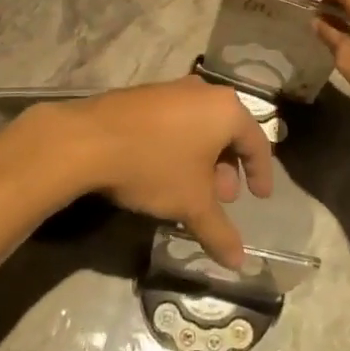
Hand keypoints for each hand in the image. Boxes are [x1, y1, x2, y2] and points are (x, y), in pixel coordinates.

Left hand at [27, 79, 273, 267]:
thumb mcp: (191, 203)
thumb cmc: (154, 166)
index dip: (261, 173)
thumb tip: (238, 262)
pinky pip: (175, 121)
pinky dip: (180, 145)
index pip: (257, 142)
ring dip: (202, 159)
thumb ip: (220, 231)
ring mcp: (171, 88)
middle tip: (222, 198)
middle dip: (227, 168)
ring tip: (191, 190)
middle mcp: (203, 91)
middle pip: (227, 132)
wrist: (89, 140)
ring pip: (199, 126)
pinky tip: (163, 172)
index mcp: (226, 109)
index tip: (260, 197)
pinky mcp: (144, 95)